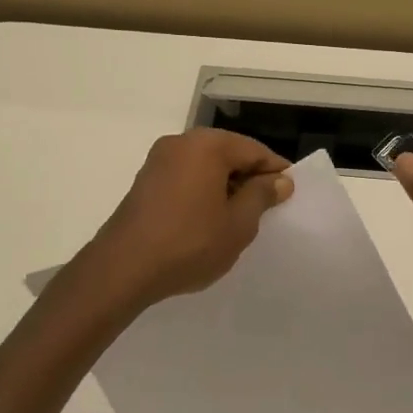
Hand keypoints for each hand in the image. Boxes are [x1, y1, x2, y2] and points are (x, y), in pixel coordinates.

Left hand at [87, 130, 293, 305]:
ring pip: (206, 166)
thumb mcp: (238, 224)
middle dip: (250, 178)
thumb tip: (280, 180)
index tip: (290, 195)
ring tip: (239, 218)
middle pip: (228, 153)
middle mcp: (181, 142)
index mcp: (207, 145)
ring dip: (226, 186)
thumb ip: (262, 196)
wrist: (122, 269)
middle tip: (267, 209)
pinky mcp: (145, 181)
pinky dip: (203, 191)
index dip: (276, 172)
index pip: (254, 150)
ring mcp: (158, 160)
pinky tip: (209, 220)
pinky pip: (186, 177)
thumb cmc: (189, 244)